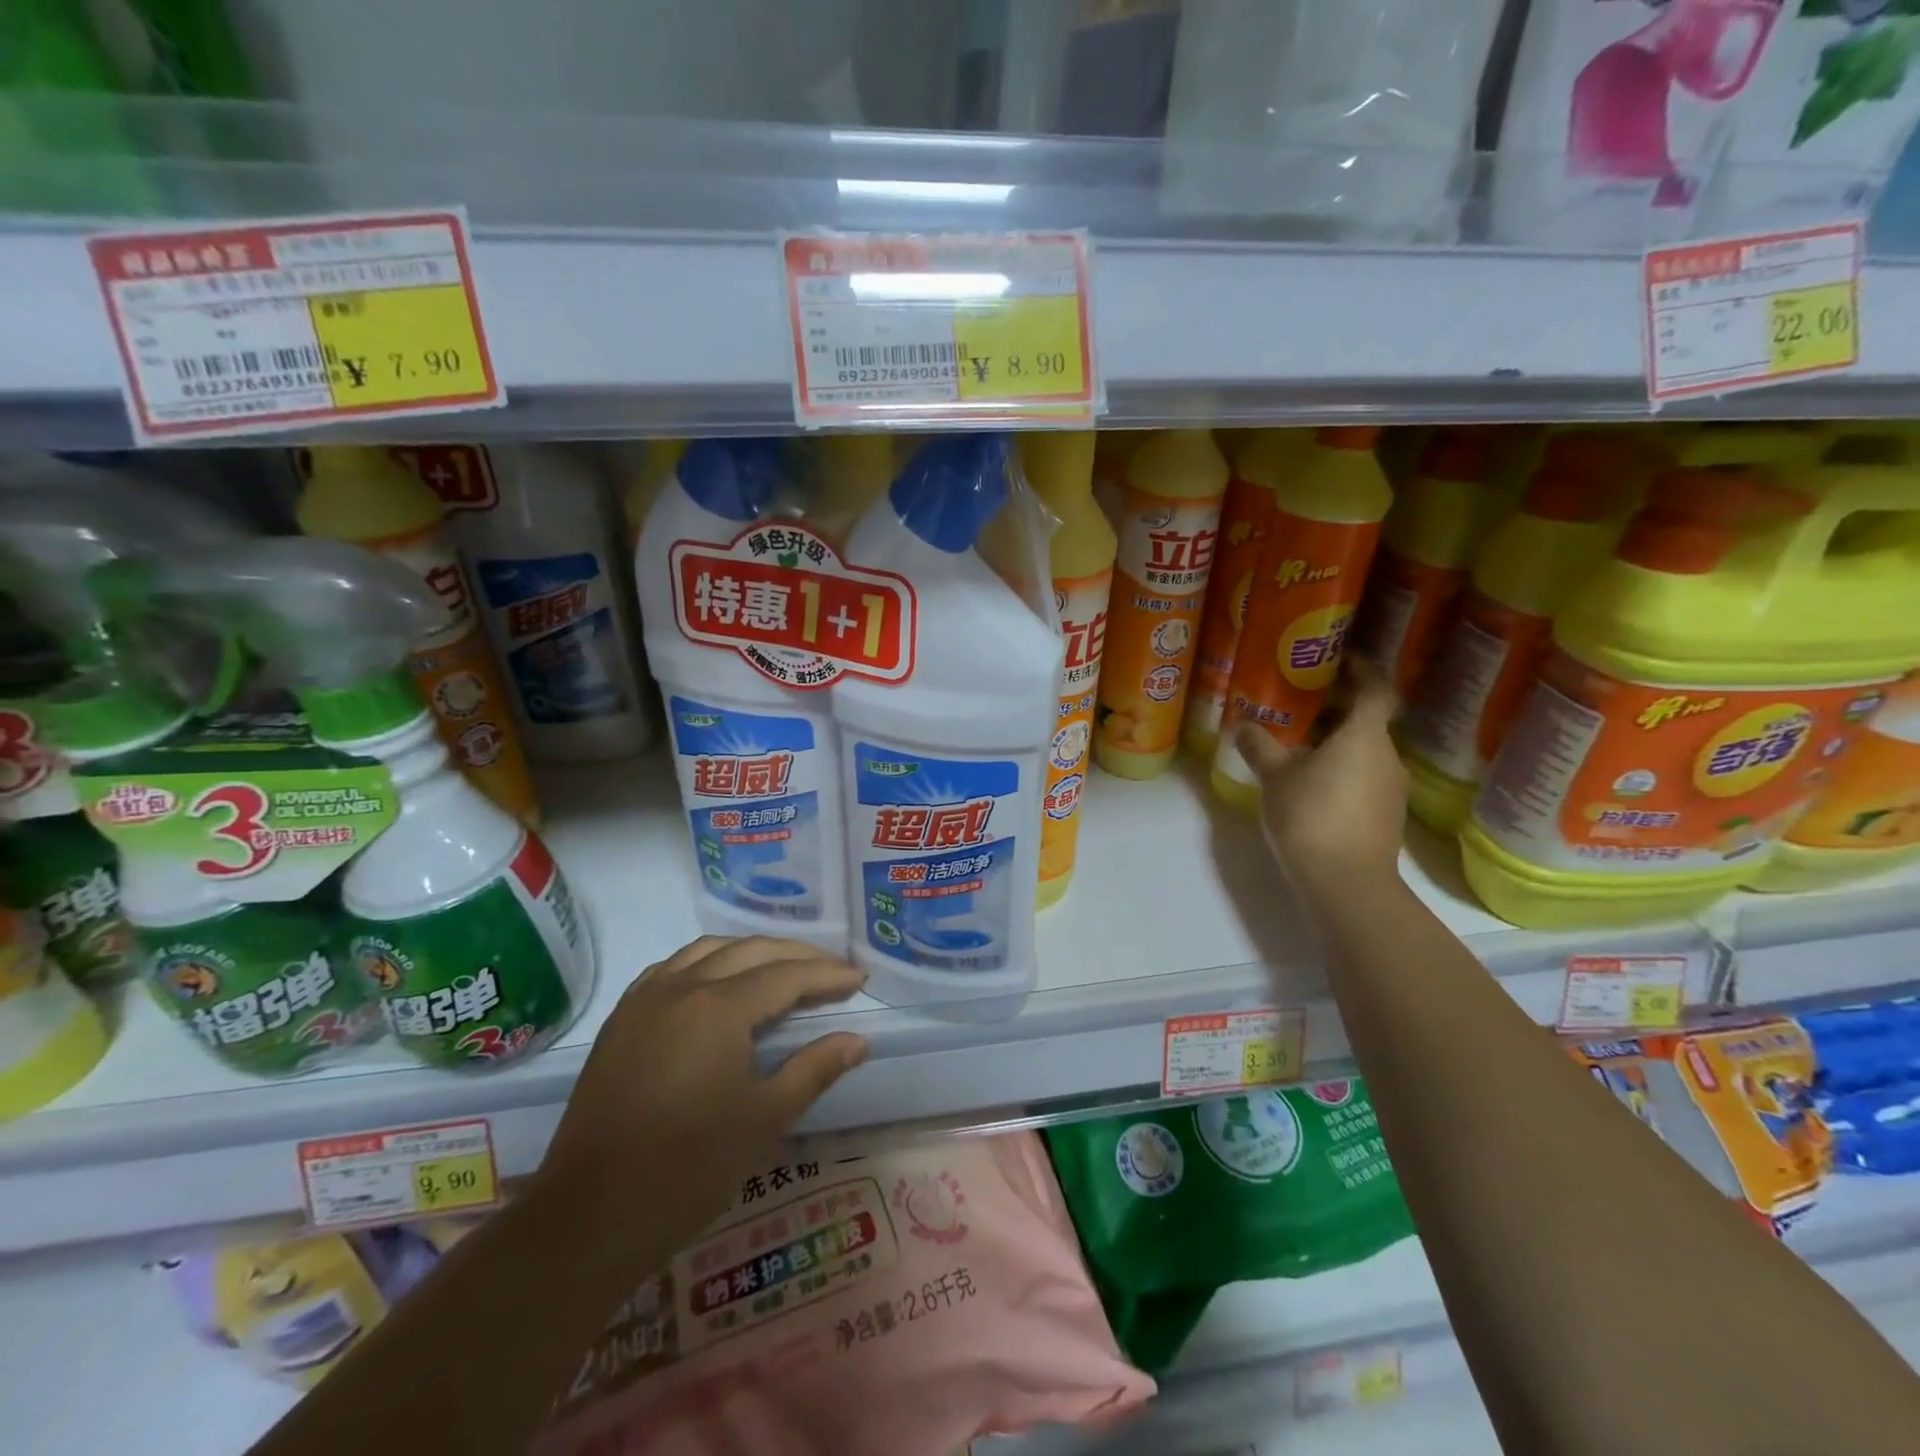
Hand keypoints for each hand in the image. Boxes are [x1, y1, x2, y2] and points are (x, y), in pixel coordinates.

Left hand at [541, 936, 868, 1244]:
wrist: (589, 1216)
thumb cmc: (688, 1169)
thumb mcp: (765, 1120)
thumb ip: (814, 1069)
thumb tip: (859, 1039)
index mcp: (719, 1007)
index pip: (787, 975)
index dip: (827, 974)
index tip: (860, 978)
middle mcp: (682, 986)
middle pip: (750, 950)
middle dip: (797, 955)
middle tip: (832, 970)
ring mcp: (645, 999)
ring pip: (708, 950)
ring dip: (751, 951)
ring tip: (781, 968)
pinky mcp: (622, 1019)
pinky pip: (672, 968)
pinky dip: (707, 962)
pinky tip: (717, 981)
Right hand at [1233, 655, 1407, 897]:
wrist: (1346, 883)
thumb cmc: (1311, 816)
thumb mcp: (1275, 777)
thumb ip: (1259, 746)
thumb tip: (1242, 725)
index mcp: (1365, 736)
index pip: (1374, 689)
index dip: (1361, 669)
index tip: (1339, 659)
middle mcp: (1387, 756)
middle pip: (1367, 721)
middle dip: (1336, 709)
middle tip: (1301, 703)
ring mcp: (1390, 789)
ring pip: (1364, 752)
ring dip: (1337, 743)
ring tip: (1298, 745)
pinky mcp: (1385, 816)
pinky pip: (1363, 778)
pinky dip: (1341, 770)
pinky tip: (1311, 784)